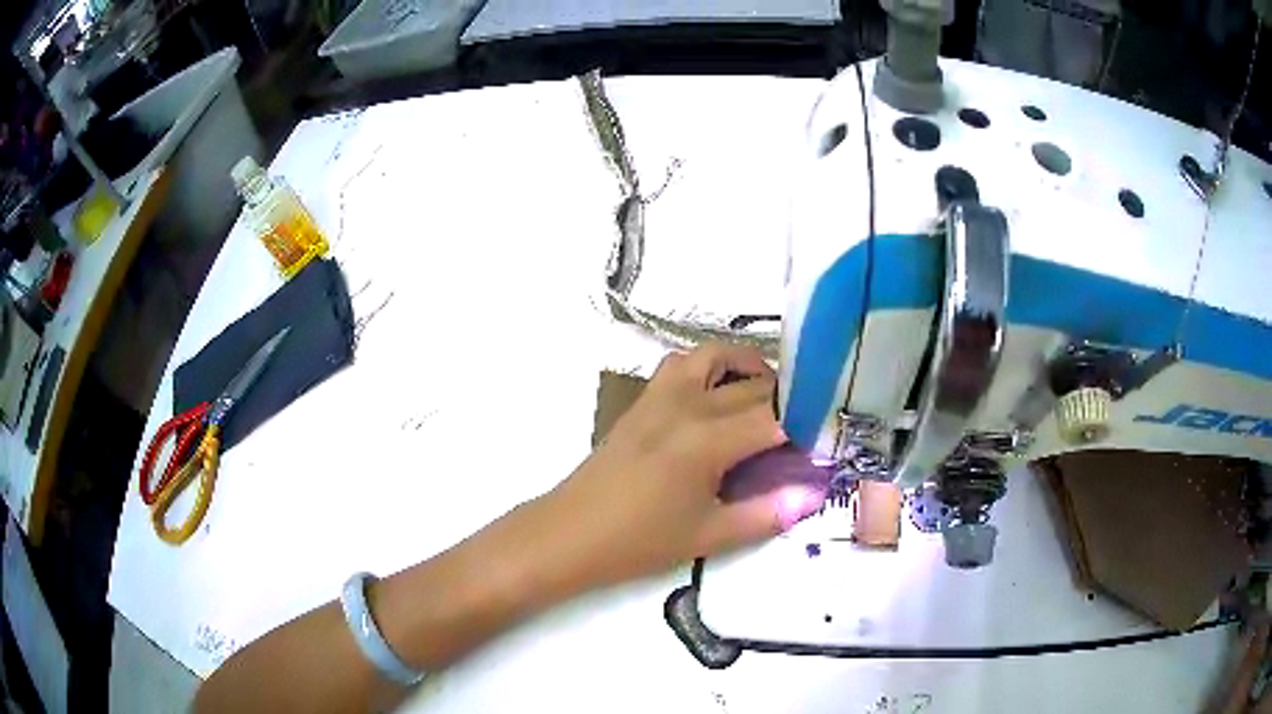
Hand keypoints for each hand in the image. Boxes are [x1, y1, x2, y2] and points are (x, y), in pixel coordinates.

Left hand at [546, 343, 825, 586]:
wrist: (570, 533)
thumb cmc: (638, 541)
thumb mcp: (708, 535)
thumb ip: (767, 513)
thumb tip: (813, 494)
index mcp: (707, 440)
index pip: (777, 416)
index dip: (808, 424)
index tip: (826, 440)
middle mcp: (688, 404)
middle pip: (754, 385)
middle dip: (788, 403)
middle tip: (804, 431)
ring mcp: (661, 395)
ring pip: (716, 356)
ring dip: (749, 369)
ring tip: (768, 400)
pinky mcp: (643, 399)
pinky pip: (682, 363)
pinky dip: (710, 366)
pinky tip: (717, 396)